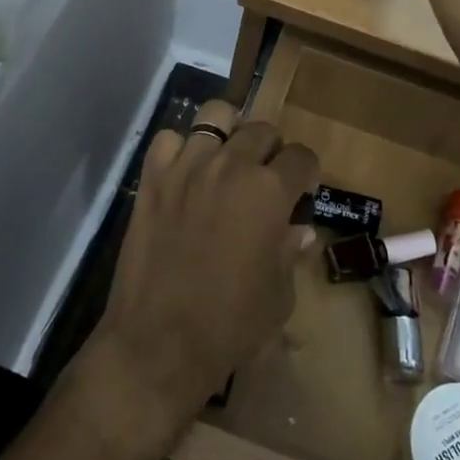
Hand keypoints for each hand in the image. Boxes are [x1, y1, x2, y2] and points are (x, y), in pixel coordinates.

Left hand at [94, 101, 317, 425]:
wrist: (159, 343)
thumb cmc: (231, 324)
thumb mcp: (280, 294)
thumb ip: (290, 251)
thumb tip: (300, 230)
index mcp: (270, 191)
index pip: (301, 156)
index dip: (306, 174)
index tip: (301, 192)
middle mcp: (231, 165)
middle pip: (262, 129)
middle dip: (271, 151)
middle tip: (264, 180)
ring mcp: (188, 166)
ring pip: (215, 116)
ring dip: (228, 135)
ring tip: (226, 161)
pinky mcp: (153, 178)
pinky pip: (168, 139)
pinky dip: (180, 149)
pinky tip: (185, 173)